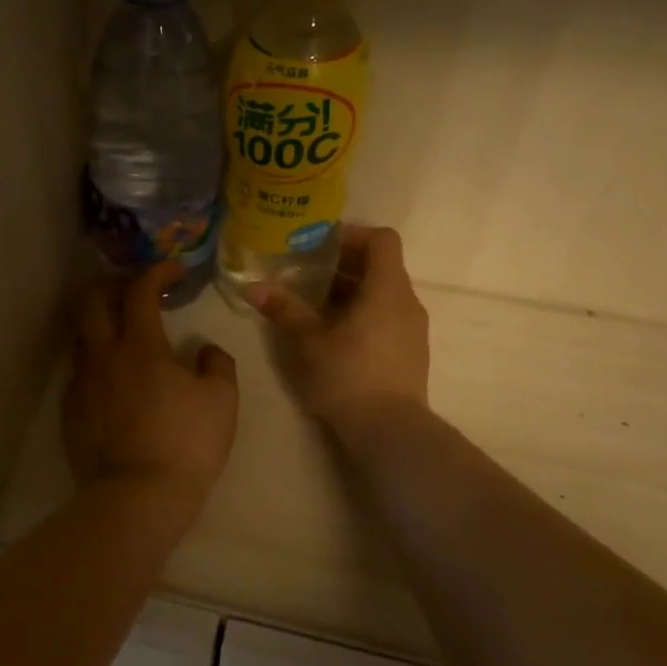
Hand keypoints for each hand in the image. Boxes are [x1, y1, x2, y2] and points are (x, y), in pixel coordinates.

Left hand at [64, 262, 238, 507]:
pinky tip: (112, 377)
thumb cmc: (186, 444)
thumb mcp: (222, 400)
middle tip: (135, 290)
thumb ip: (216, 364)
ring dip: (99, 321)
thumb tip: (204, 350)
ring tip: (121, 330)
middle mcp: (103, 356)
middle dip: (112, 285)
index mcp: (140, 346)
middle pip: (92, 301)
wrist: (137, 497)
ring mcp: (81, 384)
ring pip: (80, 335)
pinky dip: (95, 359)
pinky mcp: (70, 411)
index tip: (173, 270)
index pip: (140, 290)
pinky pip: (79, 371)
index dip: (156, 272)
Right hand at [247, 225, 429, 429]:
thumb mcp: (308, 340)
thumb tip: (252, 287)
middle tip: (308, 273)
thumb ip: (284, 309)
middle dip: (344, 265)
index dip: (352, 235)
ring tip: (317, 304)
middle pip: (381, 266)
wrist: (389, 430)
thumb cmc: (348, 375)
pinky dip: (364, 312)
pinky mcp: (411, 352)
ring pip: (384, 293)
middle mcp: (407, 302)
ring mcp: (414, 329)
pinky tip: (336, 334)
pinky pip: (388, 316)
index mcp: (387, 288)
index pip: (381, 239)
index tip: (320, 246)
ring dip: (353, 291)